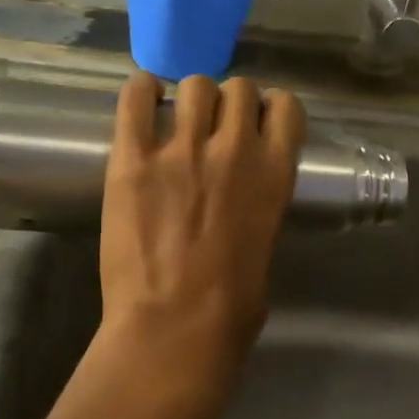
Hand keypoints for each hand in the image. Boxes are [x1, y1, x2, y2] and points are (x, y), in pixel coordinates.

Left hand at [98, 73, 307, 394]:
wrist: (173, 332)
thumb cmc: (230, 310)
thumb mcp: (266, 245)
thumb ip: (259, 204)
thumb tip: (242, 192)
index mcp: (275, 173)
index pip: (285, 106)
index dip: (268, 110)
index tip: (254, 124)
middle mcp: (234, 149)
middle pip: (238, 88)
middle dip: (228, 103)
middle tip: (211, 127)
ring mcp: (182, 150)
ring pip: (194, 85)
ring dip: (190, 99)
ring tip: (176, 121)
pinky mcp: (134, 159)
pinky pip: (136, 98)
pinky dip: (141, 92)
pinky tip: (143, 102)